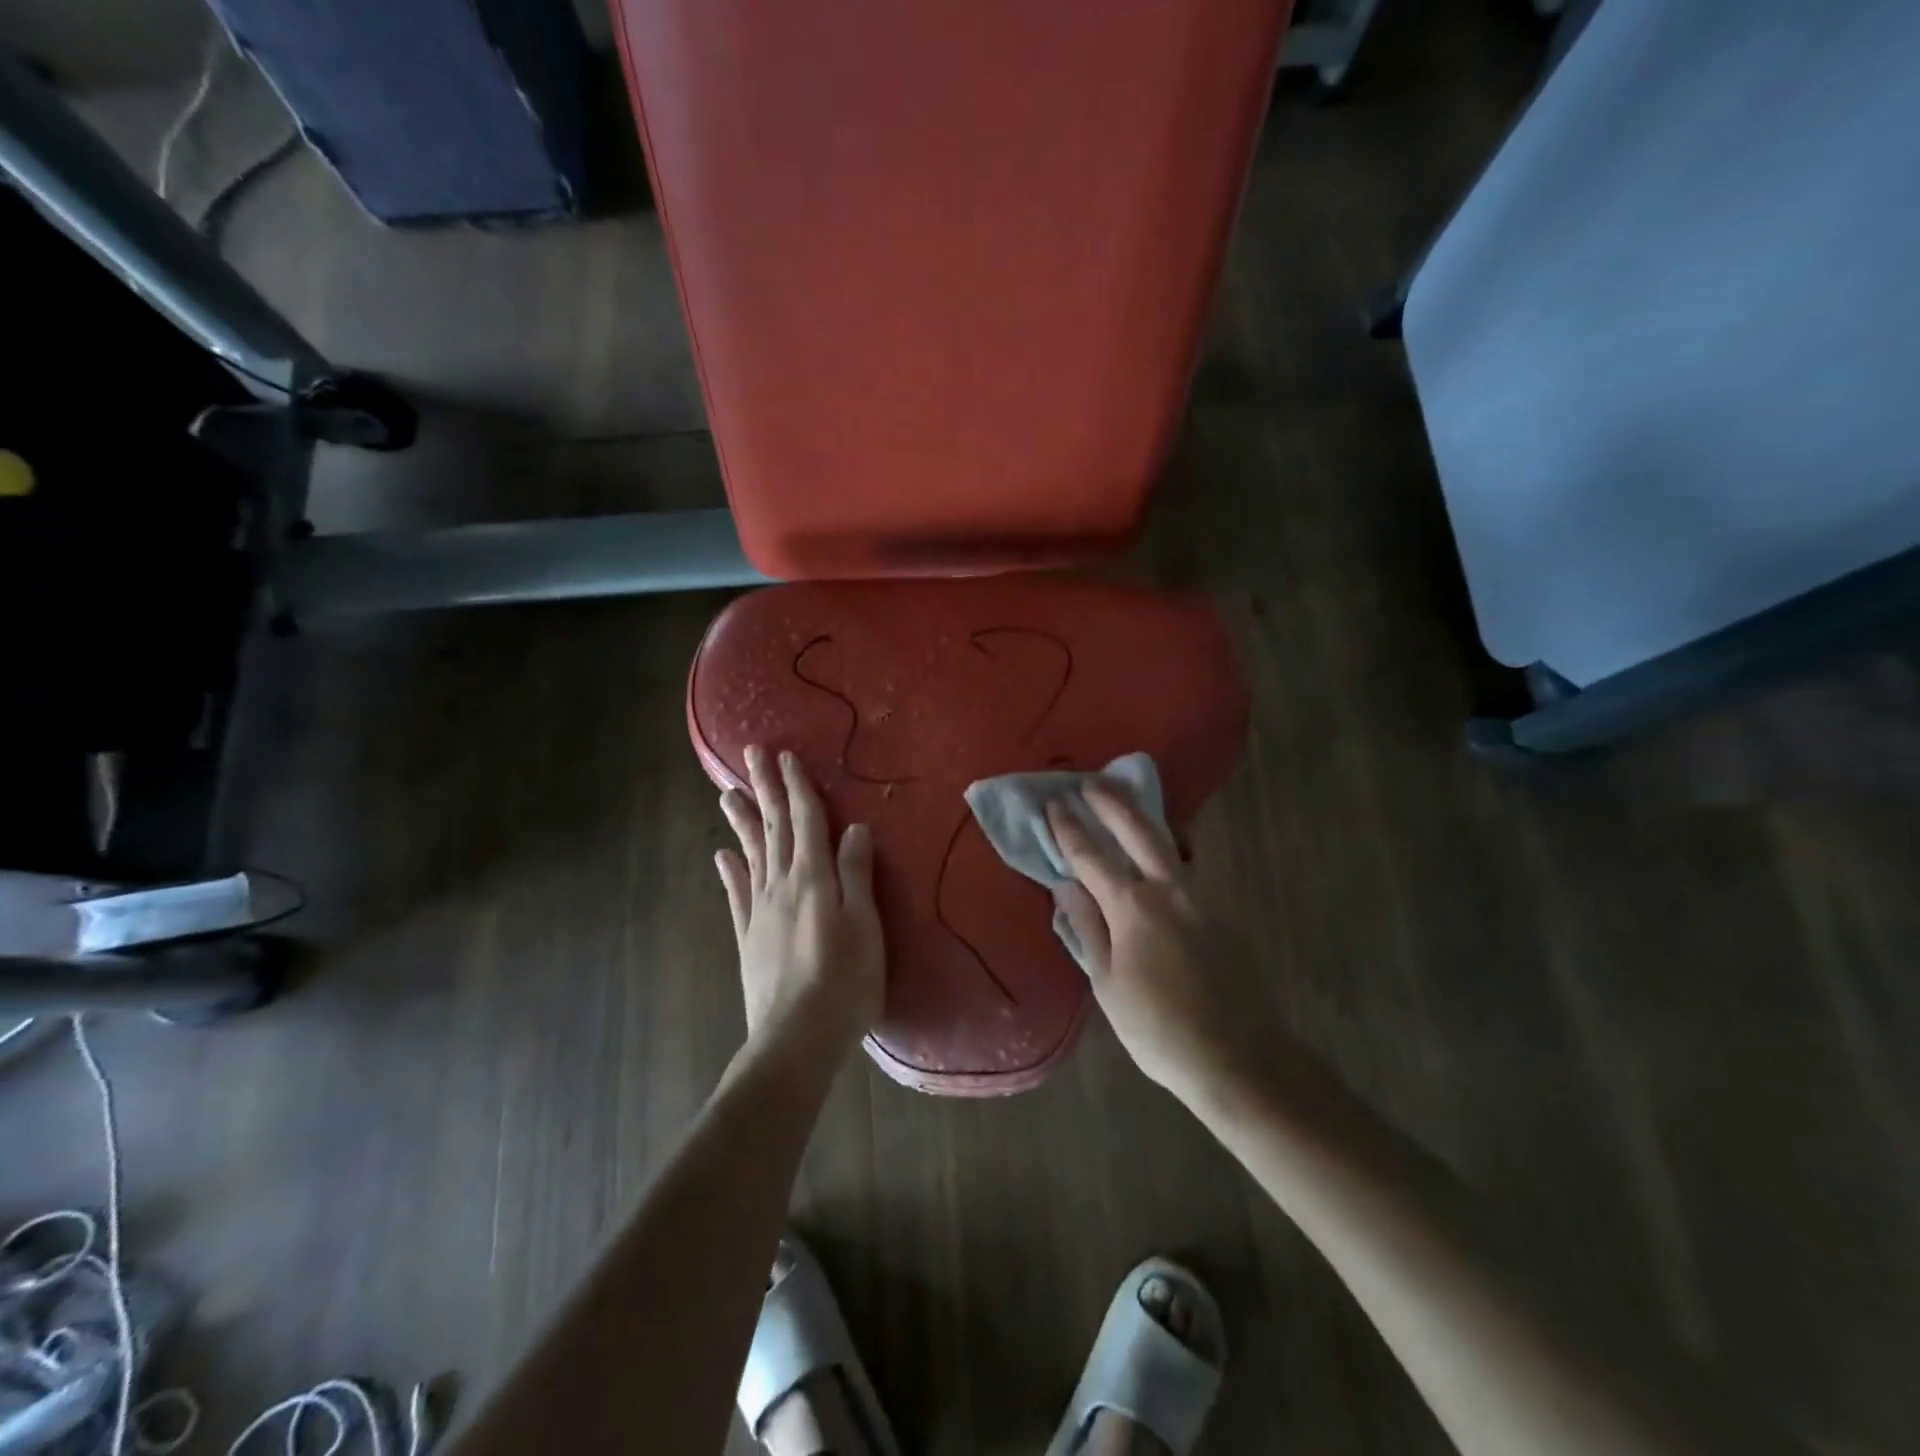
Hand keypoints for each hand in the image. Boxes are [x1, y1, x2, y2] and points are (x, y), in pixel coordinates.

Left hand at [715, 746, 885, 1066]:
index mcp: (815, 878)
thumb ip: (857, 875)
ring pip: (751, 853)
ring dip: (743, 821)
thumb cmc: (844, 982)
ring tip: (728, 794)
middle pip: (774, 827)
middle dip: (765, 788)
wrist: (795, 1039)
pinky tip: (721, 856)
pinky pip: (737, 894)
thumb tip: (855, 829)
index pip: (806, 820)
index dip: (798, 786)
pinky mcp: (748, 936)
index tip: (786, 755)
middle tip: (750, 753)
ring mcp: (760, 910)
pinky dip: (729, 871)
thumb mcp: (865, 926)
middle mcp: (782, 884)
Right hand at [1047, 782, 1278, 1107]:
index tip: (1054, 804)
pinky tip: (1164, 845)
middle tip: (1089, 780)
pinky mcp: (1221, 909)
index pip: (1092, 856)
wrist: (1239, 1055)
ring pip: (1170, 840)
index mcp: (1133, 907)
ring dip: (1143, 814)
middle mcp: (1168, 889)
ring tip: (1126, 797)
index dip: (1069, 829)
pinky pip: (1189, 863)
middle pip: (1137, 830)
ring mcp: (1201, 896)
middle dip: (1110, 802)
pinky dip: (1171, 842)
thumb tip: (1064, 885)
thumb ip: (1086, 927)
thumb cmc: (1159, 1028)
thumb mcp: (1107, 984)